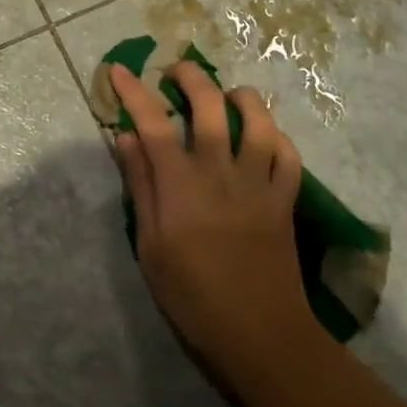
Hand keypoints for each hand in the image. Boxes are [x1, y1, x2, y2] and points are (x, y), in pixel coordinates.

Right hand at [111, 61, 322, 397]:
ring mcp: (258, 183)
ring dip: (241, 98)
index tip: (119, 70)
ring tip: (226, 95)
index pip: (153, 122)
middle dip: (190, 77)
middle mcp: (220, 171)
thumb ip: (140, 186)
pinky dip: (276, 137)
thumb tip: (126, 138)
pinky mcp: (285, 199)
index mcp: (181, 183)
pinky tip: (263, 135)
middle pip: (209, 105)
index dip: (133, 91)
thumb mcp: (151, 245)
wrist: (261, 336)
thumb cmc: (193, 296)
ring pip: (258, 121)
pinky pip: (288, 155)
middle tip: (175, 73)